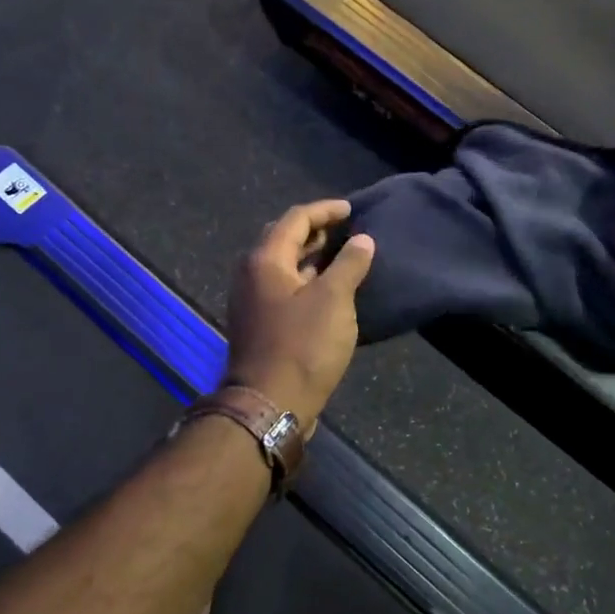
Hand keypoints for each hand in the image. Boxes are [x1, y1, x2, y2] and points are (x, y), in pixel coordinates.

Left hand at [226, 200, 375, 425]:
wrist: (270, 403)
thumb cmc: (303, 346)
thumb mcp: (334, 300)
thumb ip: (349, 264)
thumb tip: (362, 240)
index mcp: (265, 260)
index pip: (295, 219)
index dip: (325, 211)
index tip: (352, 210)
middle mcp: (252, 274)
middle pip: (283, 239)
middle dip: (315, 230)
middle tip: (345, 229)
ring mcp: (253, 301)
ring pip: (284, 266)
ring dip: (311, 256)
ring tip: (342, 255)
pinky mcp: (260, 324)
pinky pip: (284, 288)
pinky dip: (307, 280)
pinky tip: (329, 289)